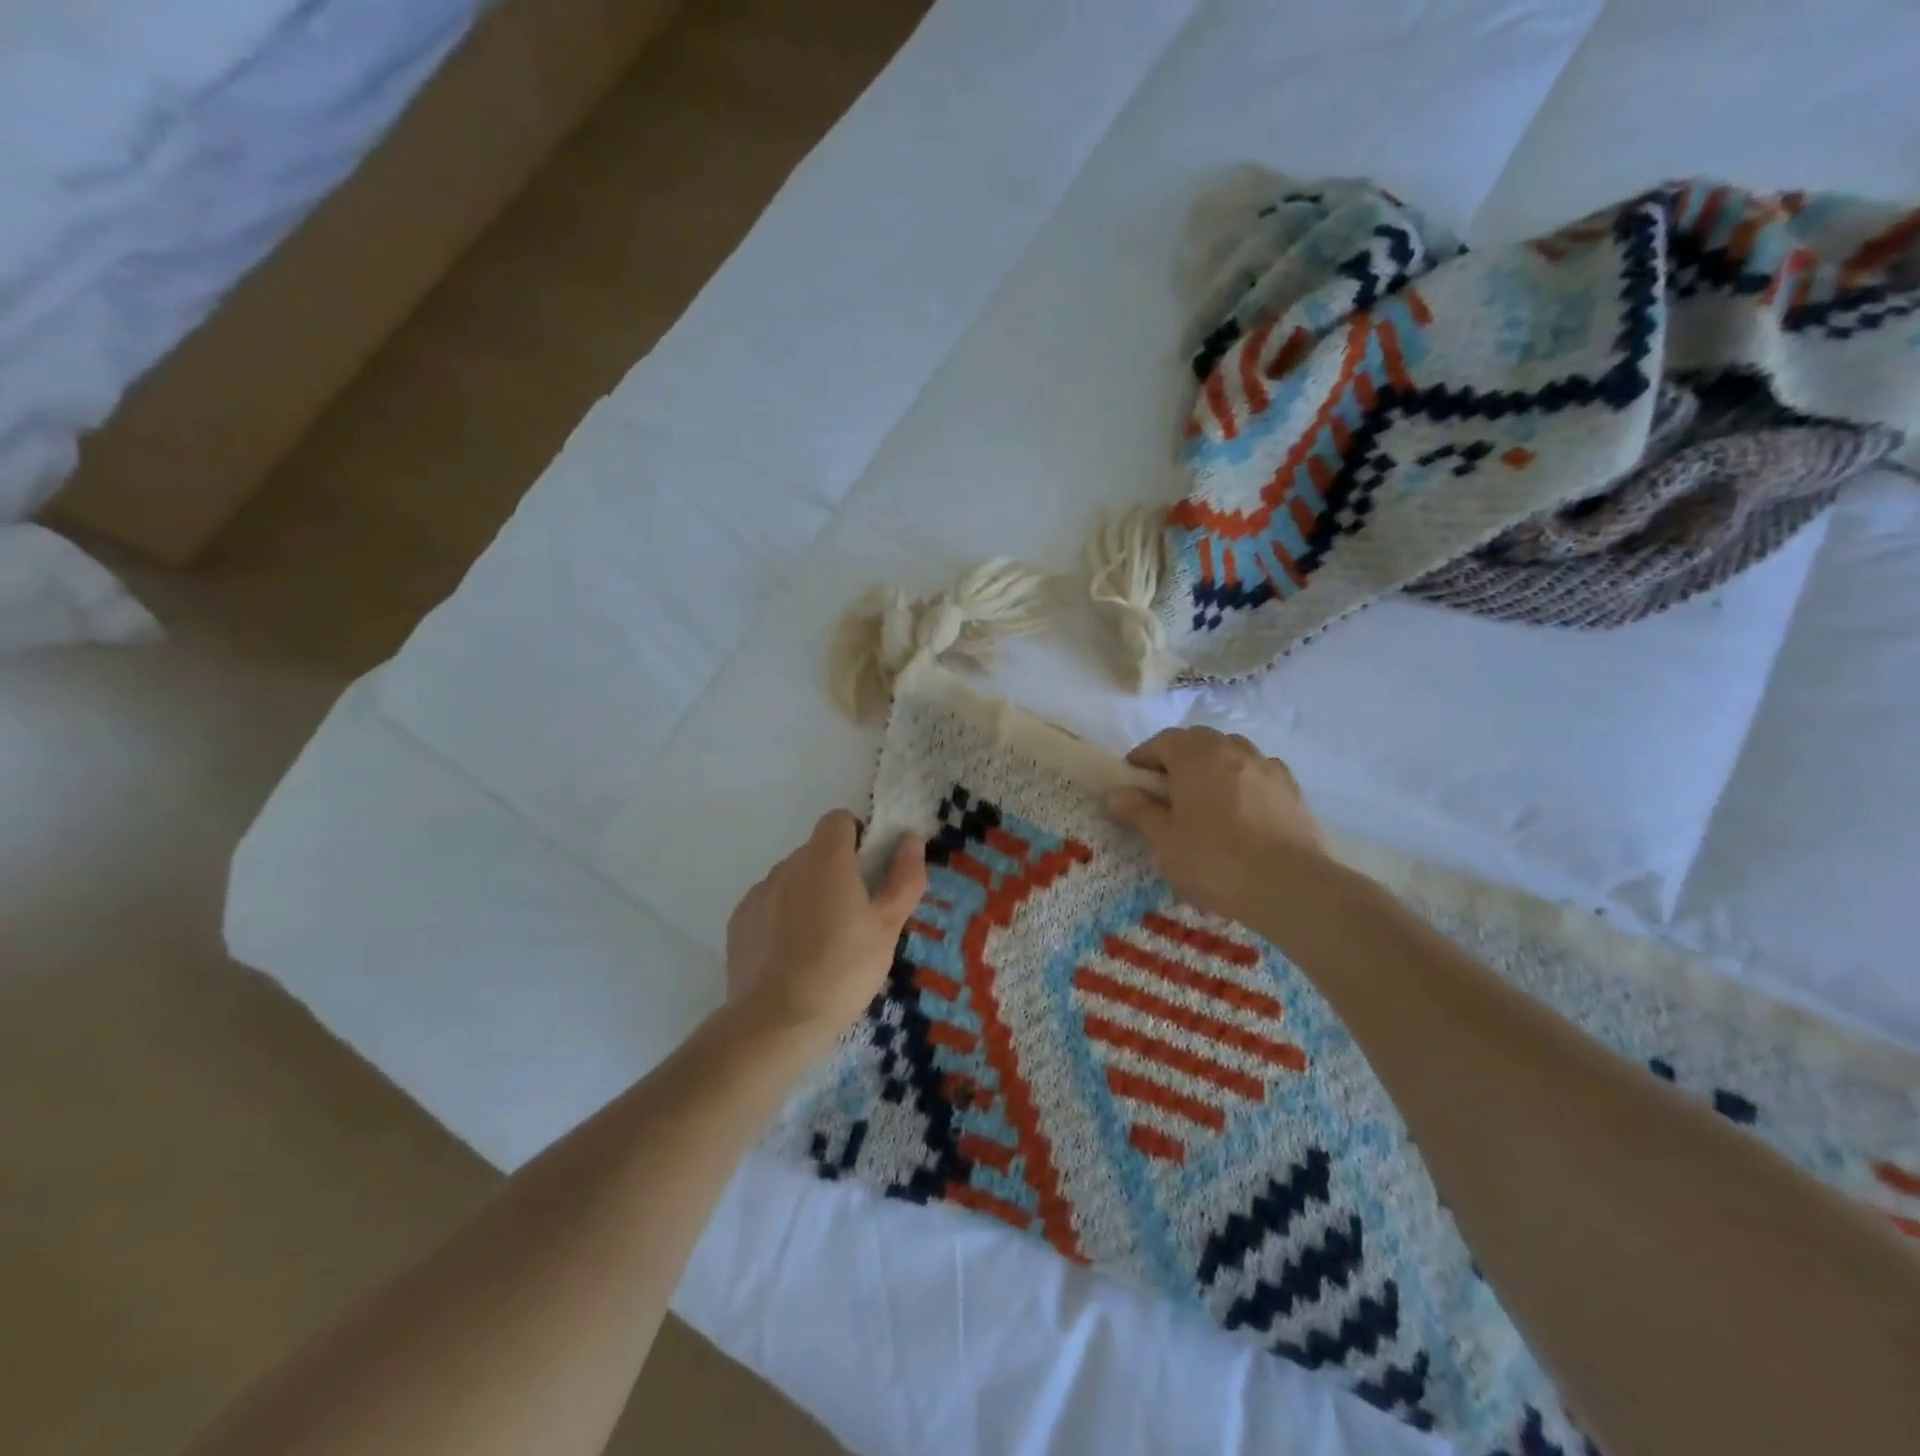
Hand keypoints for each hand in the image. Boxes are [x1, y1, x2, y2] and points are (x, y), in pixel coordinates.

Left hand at [724, 811, 926, 1043]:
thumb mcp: (888, 927)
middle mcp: (788, 865)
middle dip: (836, 872)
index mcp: (826, 859)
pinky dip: (783, 918)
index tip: (870, 874)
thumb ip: (904, 878)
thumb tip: (912, 840)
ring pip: (793, 880)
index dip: (858, 838)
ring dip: (809, 895)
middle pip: (817, 852)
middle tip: (855, 917)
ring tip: (822, 942)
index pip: (839, 820)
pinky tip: (793, 956)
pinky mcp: (739, 921)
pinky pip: (769, 905)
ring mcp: (759, 892)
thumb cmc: (843, 969)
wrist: (776, 1022)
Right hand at [1107, 727, 1328, 926]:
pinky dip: (1243, 784)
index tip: (1131, 780)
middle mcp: (1233, 750)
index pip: (1162, 741)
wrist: (1290, 887)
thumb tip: (1115, 793)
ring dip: (1213, 769)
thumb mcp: (1163, 840)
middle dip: (1178, 760)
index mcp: (1196, 755)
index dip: (1143, 757)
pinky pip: (1258, 776)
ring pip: (1232, 755)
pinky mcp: (1292, 791)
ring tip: (1204, 801)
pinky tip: (1241, 813)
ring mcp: (1268, 767)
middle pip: (1198, 743)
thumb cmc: (1214, 859)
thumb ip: (1138, 811)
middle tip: (1165, 792)